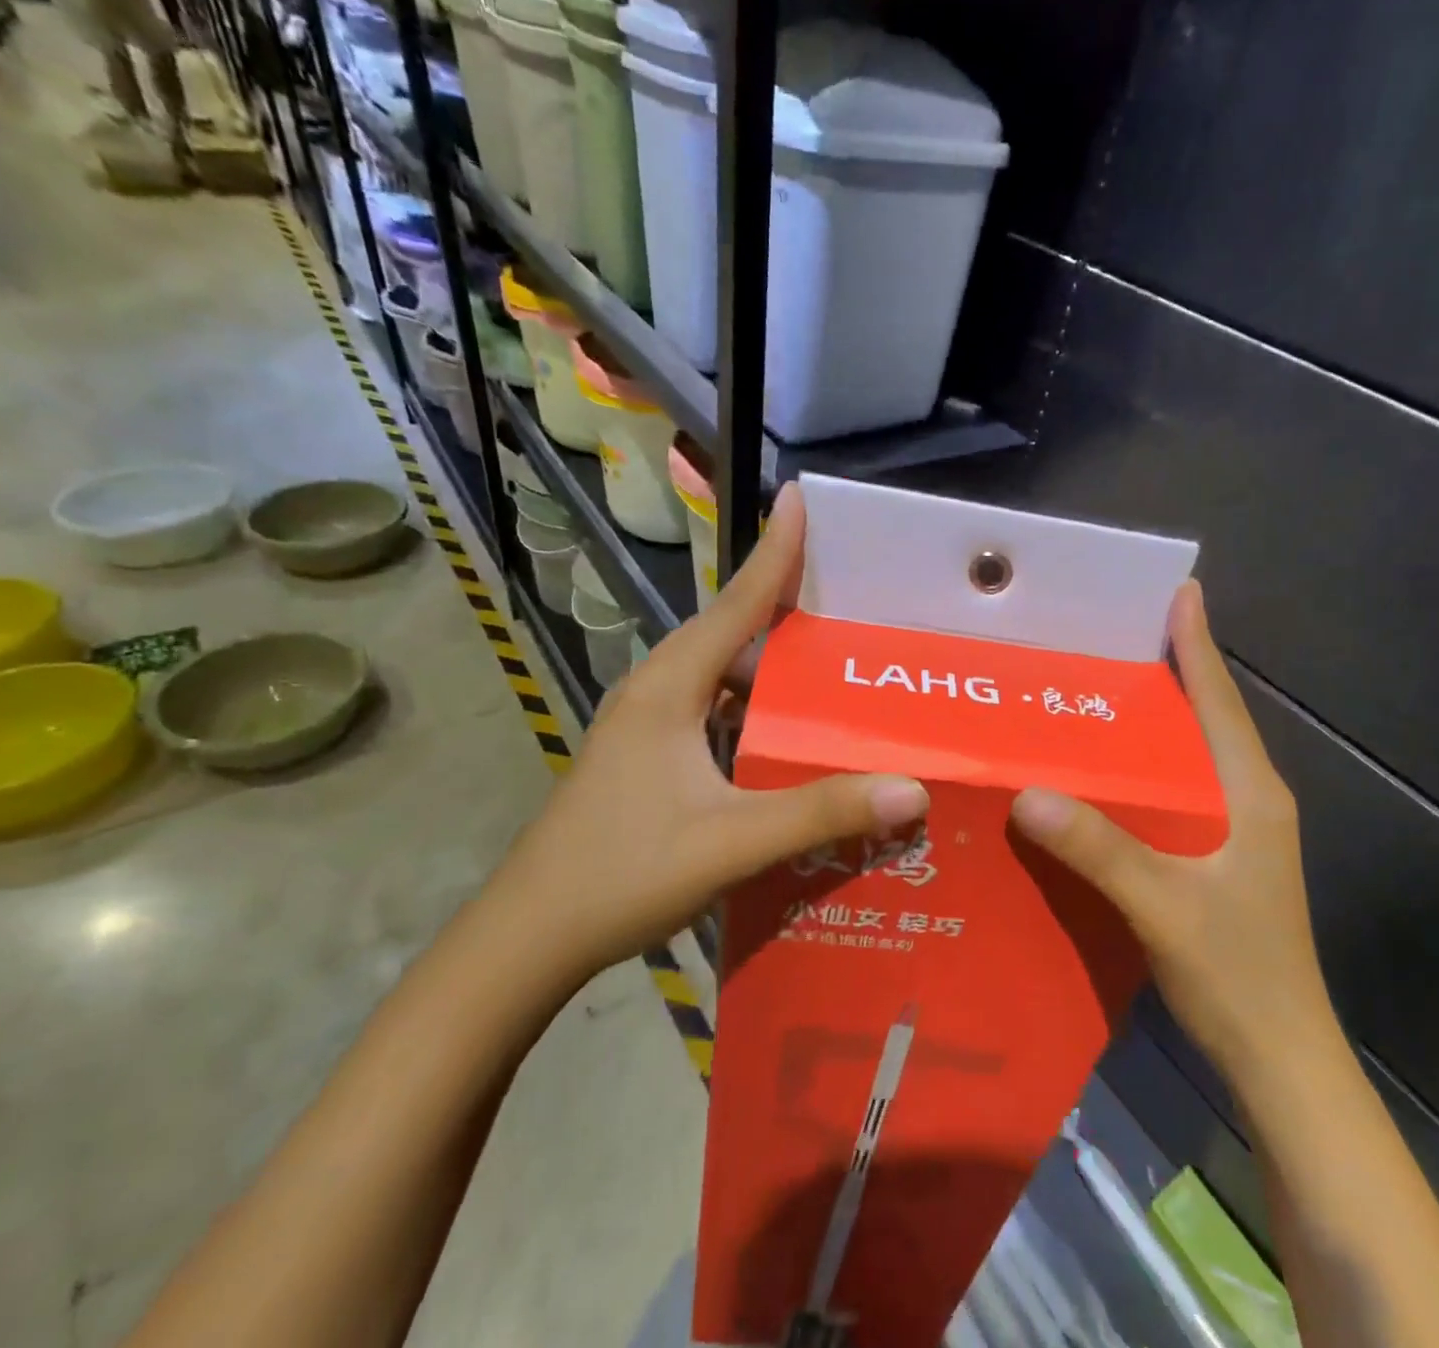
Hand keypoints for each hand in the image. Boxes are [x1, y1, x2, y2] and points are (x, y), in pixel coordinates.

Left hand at [494, 485, 928, 981]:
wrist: (528, 938)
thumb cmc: (620, 873)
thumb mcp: (730, 841)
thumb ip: (819, 812)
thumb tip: (910, 788)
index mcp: (670, 687)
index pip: (736, 602)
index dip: (774, 550)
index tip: (802, 499)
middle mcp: (658, 691)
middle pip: (732, 631)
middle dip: (787, 605)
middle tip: (852, 593)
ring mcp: (649, 726)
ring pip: (724, 676)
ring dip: (774, 664)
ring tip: (835, 659)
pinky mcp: (650, 757)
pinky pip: (717, 712)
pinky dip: (757, 707)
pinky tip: (791, 730)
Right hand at [1010, 583, 1331, 1075]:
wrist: (1281, 1059)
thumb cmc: (1238, 974)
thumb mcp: (1164, 906)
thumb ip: (1101, 849)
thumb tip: (1028, 794)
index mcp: (1250, 793)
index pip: (1220, 701)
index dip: (1199, 645)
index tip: (1180, 592)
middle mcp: (1249, 800)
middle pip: (1206, 719)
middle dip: (1169, 672)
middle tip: (1109, 637)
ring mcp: (1238, 832)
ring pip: (1190, 757)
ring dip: (1155, 722)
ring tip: (1095, 692)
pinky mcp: (1220, 859)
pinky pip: (1177, 793)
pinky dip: (1145, 770)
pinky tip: (1101, 774)